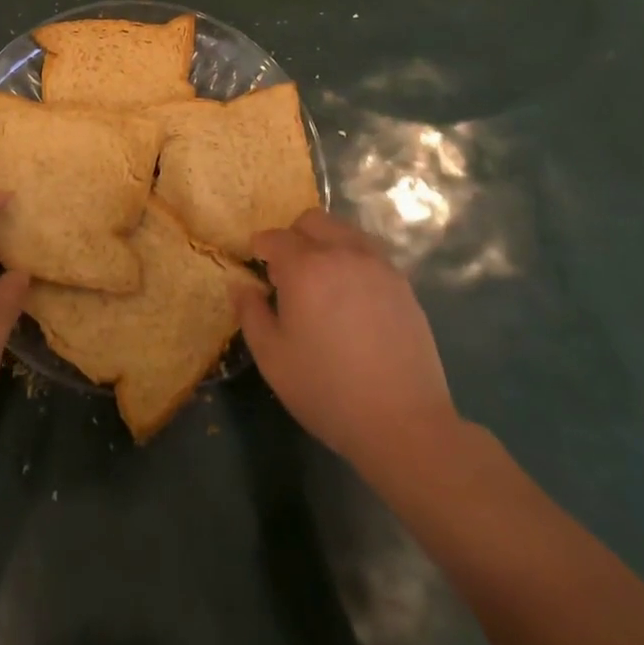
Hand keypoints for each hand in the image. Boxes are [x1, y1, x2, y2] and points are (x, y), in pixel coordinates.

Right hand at [235, 209, 458, 478]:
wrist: (404, 424)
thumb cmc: (327, 391)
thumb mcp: (272, 358)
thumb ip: (250, 313)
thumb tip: (239, 283)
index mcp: (305, 267)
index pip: (276, 237)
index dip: (262, 247)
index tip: (258, 264)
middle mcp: (341, 253)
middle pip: (312, 221)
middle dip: (295, 236)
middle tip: (290, 272)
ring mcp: (377, 265)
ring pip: (344, 231)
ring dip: (326, 243)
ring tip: (323, 282)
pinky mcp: (402, 283)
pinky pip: (369, 254)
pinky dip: (353, 260)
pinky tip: (353, 297)